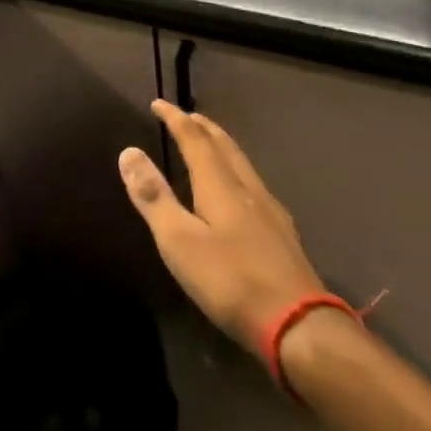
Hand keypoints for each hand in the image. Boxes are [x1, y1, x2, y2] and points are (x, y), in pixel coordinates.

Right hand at [118, 100, 323, 353]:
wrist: (301, 327)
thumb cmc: (231, 282)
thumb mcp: (179, 241)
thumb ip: (154, 197)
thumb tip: (129, 151)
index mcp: (220, 186)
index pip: (195, 140)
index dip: (175, 119)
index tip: (158, 103)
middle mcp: (248, 189)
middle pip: (224, 146)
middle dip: (203, 127)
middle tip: (186, 116)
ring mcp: (271, 212)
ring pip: (243, 164)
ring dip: (222, 146)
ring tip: (209, 144)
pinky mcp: (283, 235)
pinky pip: (254, 185)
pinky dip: (237, 171)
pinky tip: (241, 192)